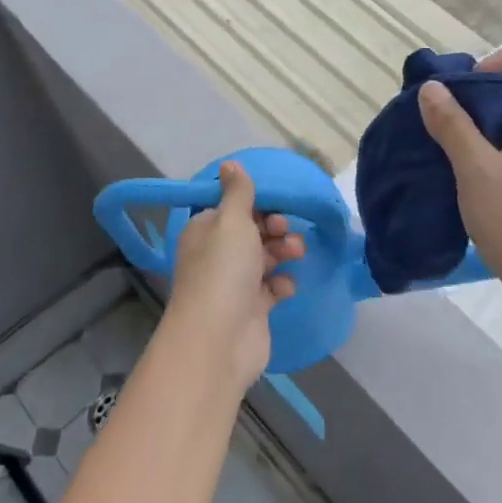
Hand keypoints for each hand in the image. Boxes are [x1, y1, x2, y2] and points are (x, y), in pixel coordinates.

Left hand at [163, 162, 303, 394]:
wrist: (220, 338)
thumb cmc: (224, 270)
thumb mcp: (231, 221)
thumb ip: (238, 192)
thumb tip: (230, 164)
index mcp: (205, 230)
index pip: (231, 209)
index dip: (255, 205)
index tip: (274, 205)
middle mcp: (216, 255)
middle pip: (251, 232)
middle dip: (274, 228)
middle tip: (285, 231)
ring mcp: (233, 284)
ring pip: (264, 258)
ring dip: (282, 252)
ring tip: (296, 254)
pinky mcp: (251, 309)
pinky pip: (271, 288)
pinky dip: (281, 284)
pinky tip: (286, 286)